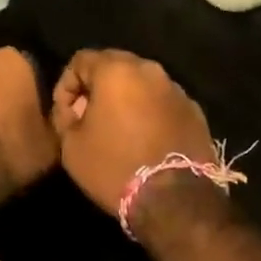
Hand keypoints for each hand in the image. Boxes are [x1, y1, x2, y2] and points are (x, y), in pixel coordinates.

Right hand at [50, 49, 214, 216]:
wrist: (176, 200)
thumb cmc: (115, 167)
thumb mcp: (71, 146)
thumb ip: (66, 117)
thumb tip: (74, 109)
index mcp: (115, 70)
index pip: (80, 60)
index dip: (66, 85)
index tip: (65, 114)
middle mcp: (148, 69)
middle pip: (114, 66)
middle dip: (97, 88)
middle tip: (89, 118)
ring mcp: (176, 89)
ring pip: (141, 83)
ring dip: (126, 99)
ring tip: (118, 130)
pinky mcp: (195, 110)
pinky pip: (163, 102)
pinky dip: (150, 113)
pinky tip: (145, 140)